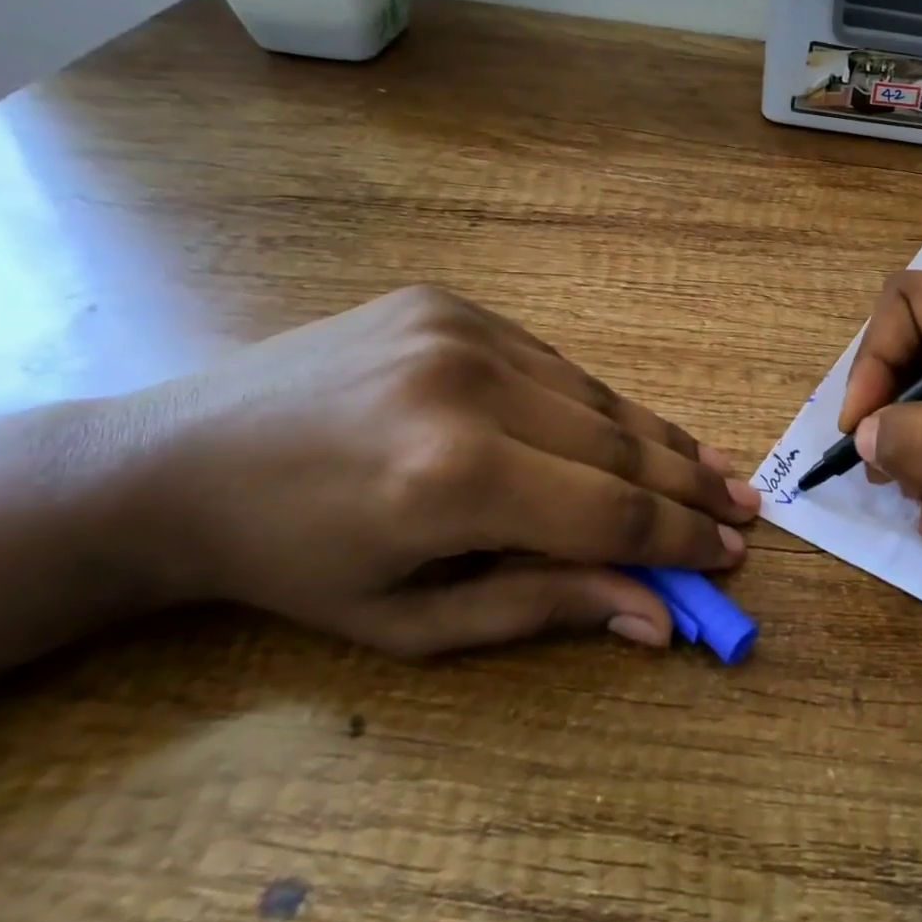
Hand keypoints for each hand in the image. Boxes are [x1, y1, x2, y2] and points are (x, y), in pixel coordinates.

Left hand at [129, 286, 757, 654]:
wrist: (175, 461)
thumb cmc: (293, 565)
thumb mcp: (413, 619)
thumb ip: (544, 606)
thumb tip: (656, 614)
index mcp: (448, 479)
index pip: (608, 512)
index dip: (680, 538)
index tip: (733, 552)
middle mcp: (467, 387)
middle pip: (620, 443)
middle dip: (691, 484)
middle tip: (746, 507)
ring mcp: (461, 331)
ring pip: (597, 396)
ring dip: (659, 440)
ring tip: (712, 470)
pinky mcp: (452, 303)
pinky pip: (554, 365)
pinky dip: (599, 406)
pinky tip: (629, 433)